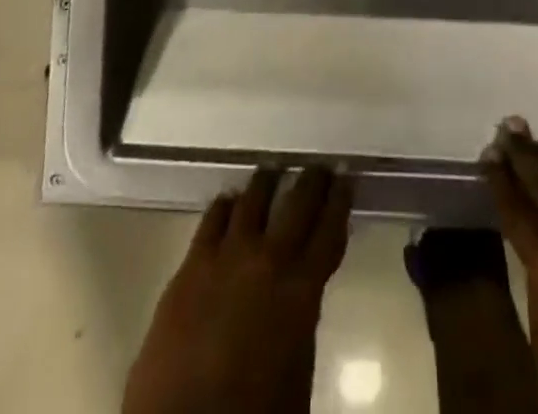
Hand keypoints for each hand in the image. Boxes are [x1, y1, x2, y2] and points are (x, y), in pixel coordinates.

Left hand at [123, 165, 353, 413]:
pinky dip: (227, 204)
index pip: (329, 230)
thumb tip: (301, 291)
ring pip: (253, 199)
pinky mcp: (190, 265)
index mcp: (301, 290)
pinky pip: (213, 218)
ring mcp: (226, 256)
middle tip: (319, 166)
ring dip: (267, 182)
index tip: (346, 177)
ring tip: (274, 171)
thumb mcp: (297, 371)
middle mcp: (267, 260)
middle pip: (296, 203)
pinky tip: (230, 200)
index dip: (340, 200)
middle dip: (312, 181)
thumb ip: (301, 318)